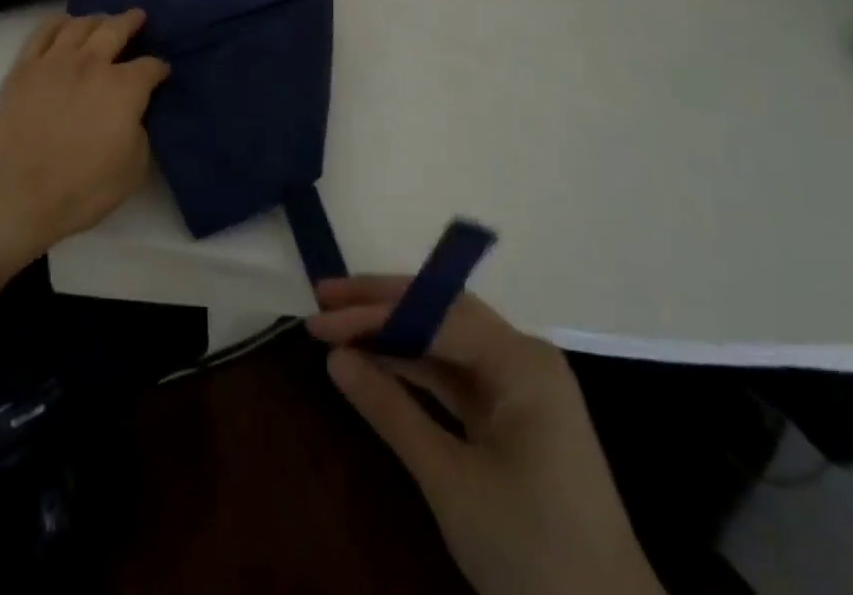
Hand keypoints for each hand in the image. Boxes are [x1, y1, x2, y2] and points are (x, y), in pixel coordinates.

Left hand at [0, 10, 168, 266]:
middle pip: (116, 29)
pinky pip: (42, 32)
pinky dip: (58, 23)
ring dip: (96, 20)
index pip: (150, 66)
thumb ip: (140, 131)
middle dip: (131, 22)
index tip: (161, 72)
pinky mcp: (24, 67)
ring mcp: (55, 61)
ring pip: (79, 25)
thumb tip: (134, 114)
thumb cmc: (83, 189)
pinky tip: (63, 25)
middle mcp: (92, 64)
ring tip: (101, 21)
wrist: (19, 195)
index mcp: (124, 88)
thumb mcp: (133, 168)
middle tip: (138, 17)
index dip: (159, 68)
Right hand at [310, 279, 663, 594]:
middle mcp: (523, 358)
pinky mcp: (515, 417)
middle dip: (381, 304)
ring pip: (447, 340)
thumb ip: (391, 411)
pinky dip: (415, 368)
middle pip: (442, 311)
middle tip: (324, 298)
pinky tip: (377, 363)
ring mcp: (521, 387)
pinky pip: (457, 375)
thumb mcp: (451, 482)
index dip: (373, 313)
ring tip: (339, 326)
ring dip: (394, 334)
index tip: (319, 316)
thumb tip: (335, 358)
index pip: (435, 315)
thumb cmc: (533, 554)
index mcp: (521, 362)